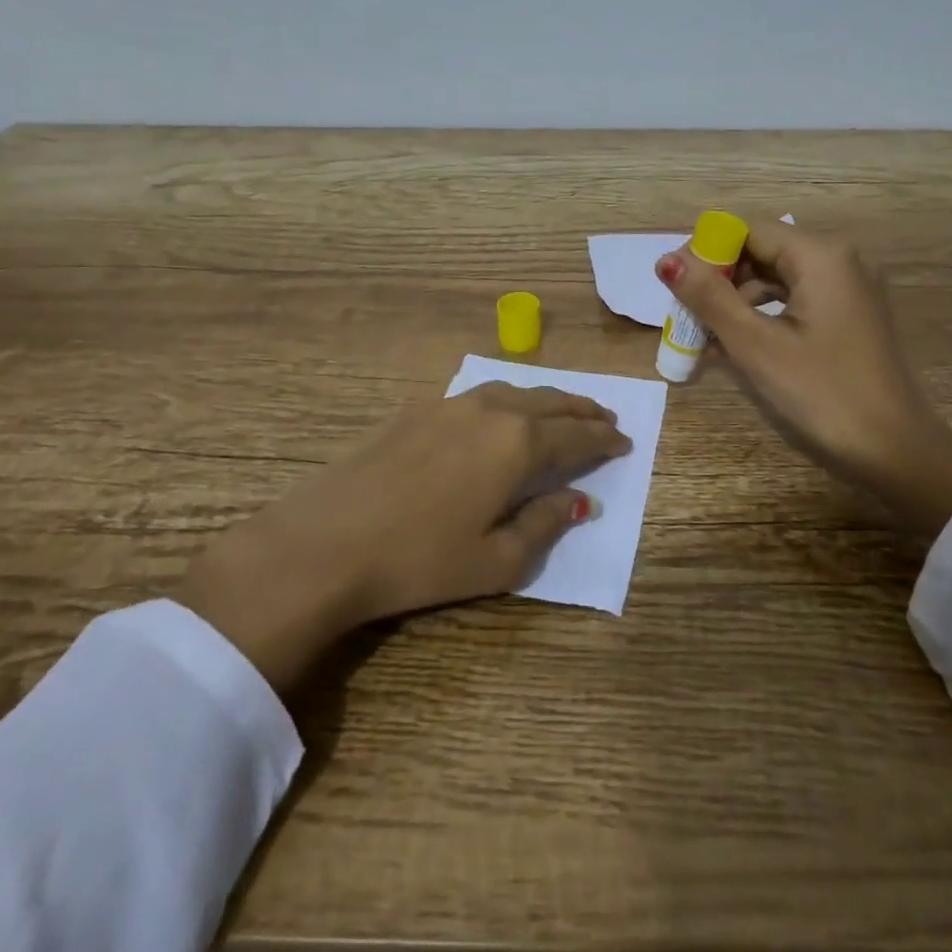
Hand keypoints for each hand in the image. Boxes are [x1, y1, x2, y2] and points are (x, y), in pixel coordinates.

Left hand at [178, 383, 629, 691]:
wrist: (326, 542)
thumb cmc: (419, 560)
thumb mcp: (496, 560)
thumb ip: (544, 524)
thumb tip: (578, 500)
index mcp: (518, 444)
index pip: (576, 437)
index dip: (604, 440)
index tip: (624, 443)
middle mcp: (491, 411)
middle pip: (550, 403)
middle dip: (583, 411)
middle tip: (606, 418)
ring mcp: (451, 404)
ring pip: (515, 391)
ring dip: (548, 400)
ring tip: (564, 411)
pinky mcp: (418, 410)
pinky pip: (480, 394)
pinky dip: (509, 400)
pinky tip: (504, 412)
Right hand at [657, 222, 951, 531]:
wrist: (893, 448)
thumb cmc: (821, 392)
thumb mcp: (756, 344)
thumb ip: (709, 297)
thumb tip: (666, 260)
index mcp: (820, 255)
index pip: (747, 229)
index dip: (706, 251)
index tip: (674, 284)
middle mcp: (838, 259)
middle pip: (762, 249)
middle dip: (719, 277)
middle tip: (683, 312)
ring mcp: (848, 287)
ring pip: (776, 275)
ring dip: (736, 299)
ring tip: (702, 333)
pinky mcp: (848, 314)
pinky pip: (794, 299)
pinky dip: (762, 314)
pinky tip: (732, 343)